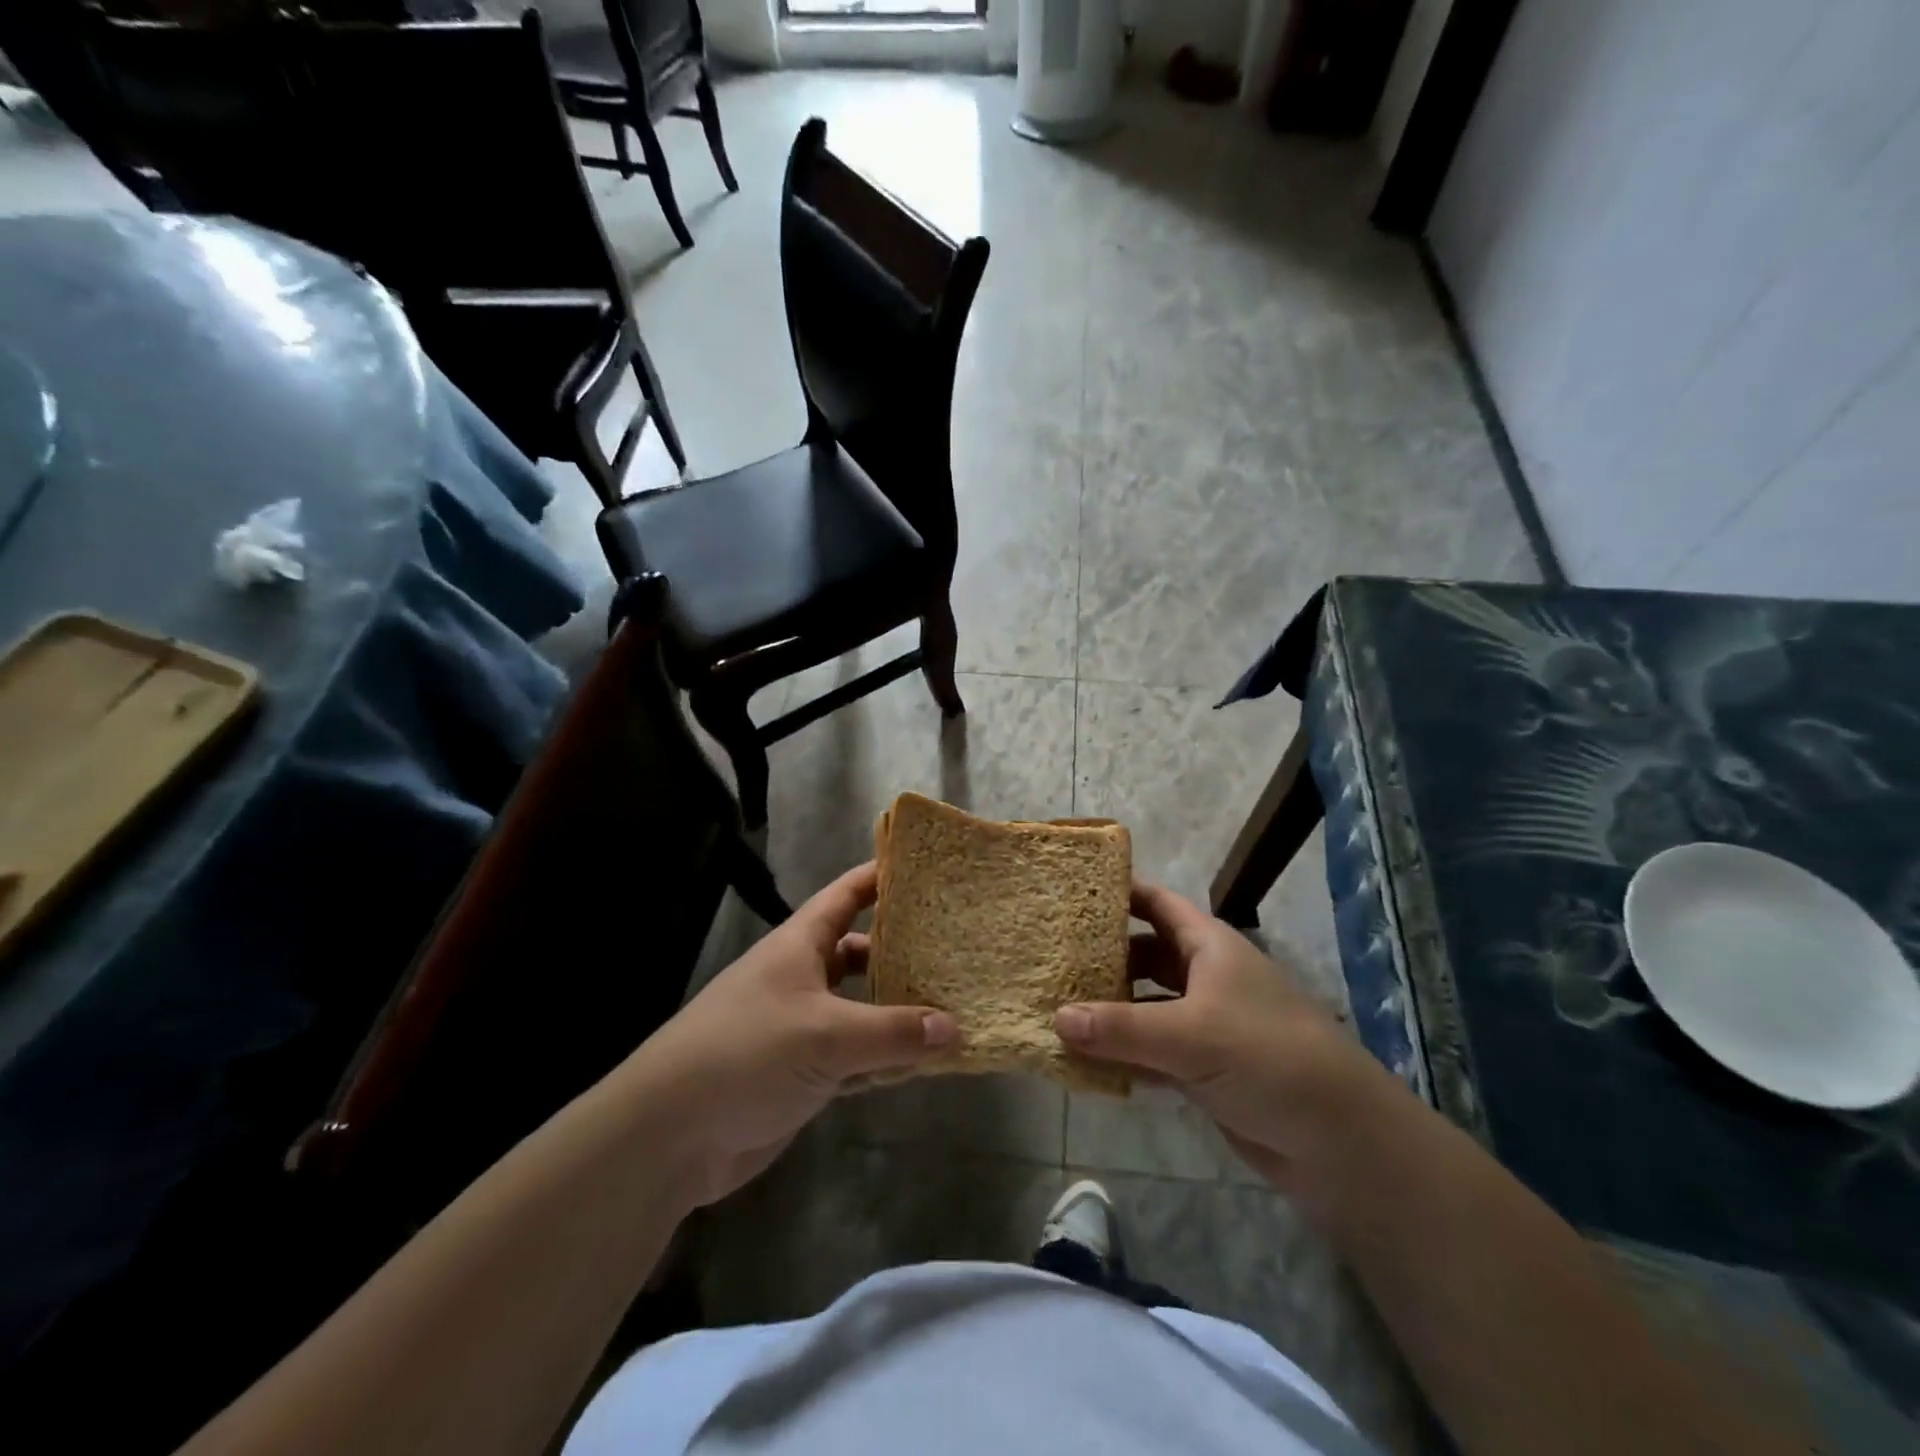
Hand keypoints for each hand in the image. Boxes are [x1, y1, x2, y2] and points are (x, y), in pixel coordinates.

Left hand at [625, 862, 956, 1207]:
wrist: (671, 1135)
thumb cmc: (747, 1053)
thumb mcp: (826, 1034)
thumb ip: (893, 1031)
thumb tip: (955, 1028)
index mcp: (800, 945)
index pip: (847, 894)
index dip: (883, 876)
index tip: (929, 869)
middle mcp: (803, 977)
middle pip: (861, 952)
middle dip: (903, 951)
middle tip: (957, 948)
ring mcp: (803, 1027)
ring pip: (863, 1008)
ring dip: (900, 1012)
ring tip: (954, 1006)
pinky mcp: (804, 1072)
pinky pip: (857, 1057)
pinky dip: (886, 1059)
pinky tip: (925, 1064)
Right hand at [1055, 882, 1395, 1196]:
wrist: (1340, 1141)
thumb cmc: (1268, 1057)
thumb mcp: (1190, 1035)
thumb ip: (1120, 1028)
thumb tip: (1055, 1017)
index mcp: (1209, 946)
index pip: (1157, 903)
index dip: (1118, 892)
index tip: (1069, 893)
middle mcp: (1205, 977)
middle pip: (1144, 954)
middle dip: (1102, 956)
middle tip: (1049, 958)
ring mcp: (1206, 1024)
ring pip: (1145, 1005)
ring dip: (1108, 1010)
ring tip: (1054, 1007)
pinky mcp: (1204, 1069)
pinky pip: (1152, 1051)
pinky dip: (1123, 1053)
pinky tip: (1084, 1061)